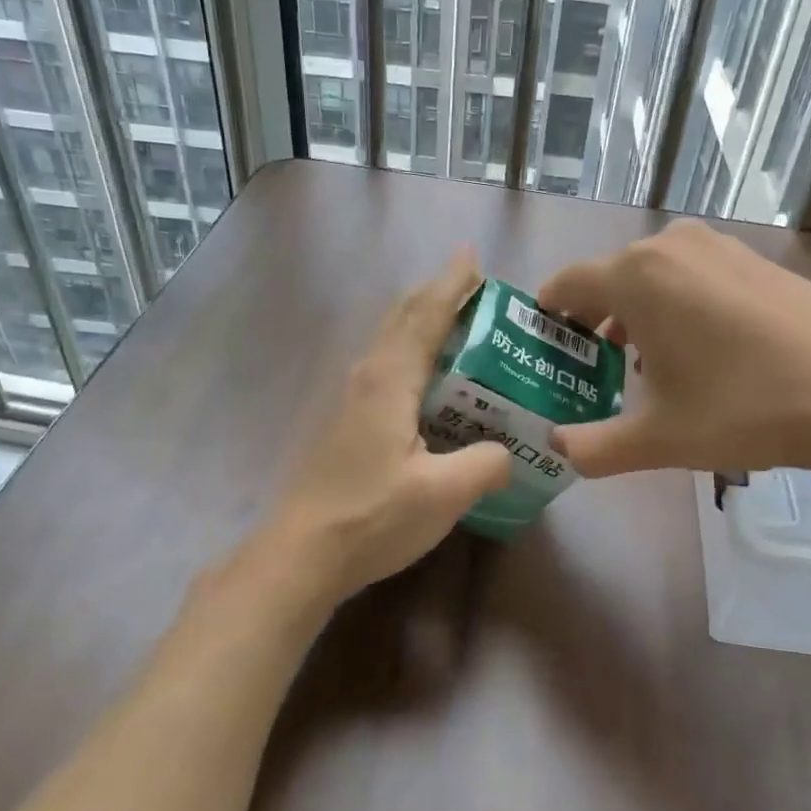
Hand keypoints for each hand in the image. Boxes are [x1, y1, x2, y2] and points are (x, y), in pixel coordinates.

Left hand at [270, 250, 511, 600]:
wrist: (302, 554)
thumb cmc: (373, 516)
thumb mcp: (444, 493)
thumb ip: (486, 464)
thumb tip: (508, 453)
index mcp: (390, 380)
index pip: (426, 316)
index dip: (451, 284)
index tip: (472, 256)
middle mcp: (367, 378)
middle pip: (402, 319)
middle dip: (435, 295)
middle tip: (472, 287)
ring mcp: (351, 400)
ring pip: (390, 342)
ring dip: (421, 323)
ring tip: (457, 325)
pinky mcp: (347, 424)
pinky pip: (386, 368)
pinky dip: (411, 354)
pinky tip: (428, 381)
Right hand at [536, 219, 810, 486]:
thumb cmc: (744, 408)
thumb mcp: (658, 439)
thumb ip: (594, 447)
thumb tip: (557, 448)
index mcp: (636, 275)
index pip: (566, 284)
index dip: (547, 315)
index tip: (543, 346)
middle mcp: (671, 246)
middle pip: (609, 279)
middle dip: (592, 322)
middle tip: (589, 370)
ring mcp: (719, 246)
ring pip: (653, 277)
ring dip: (636, 315)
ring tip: (641, 367)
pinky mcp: (756, 258)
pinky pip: (693, 276)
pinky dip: (677, 306)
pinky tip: (698, 353)